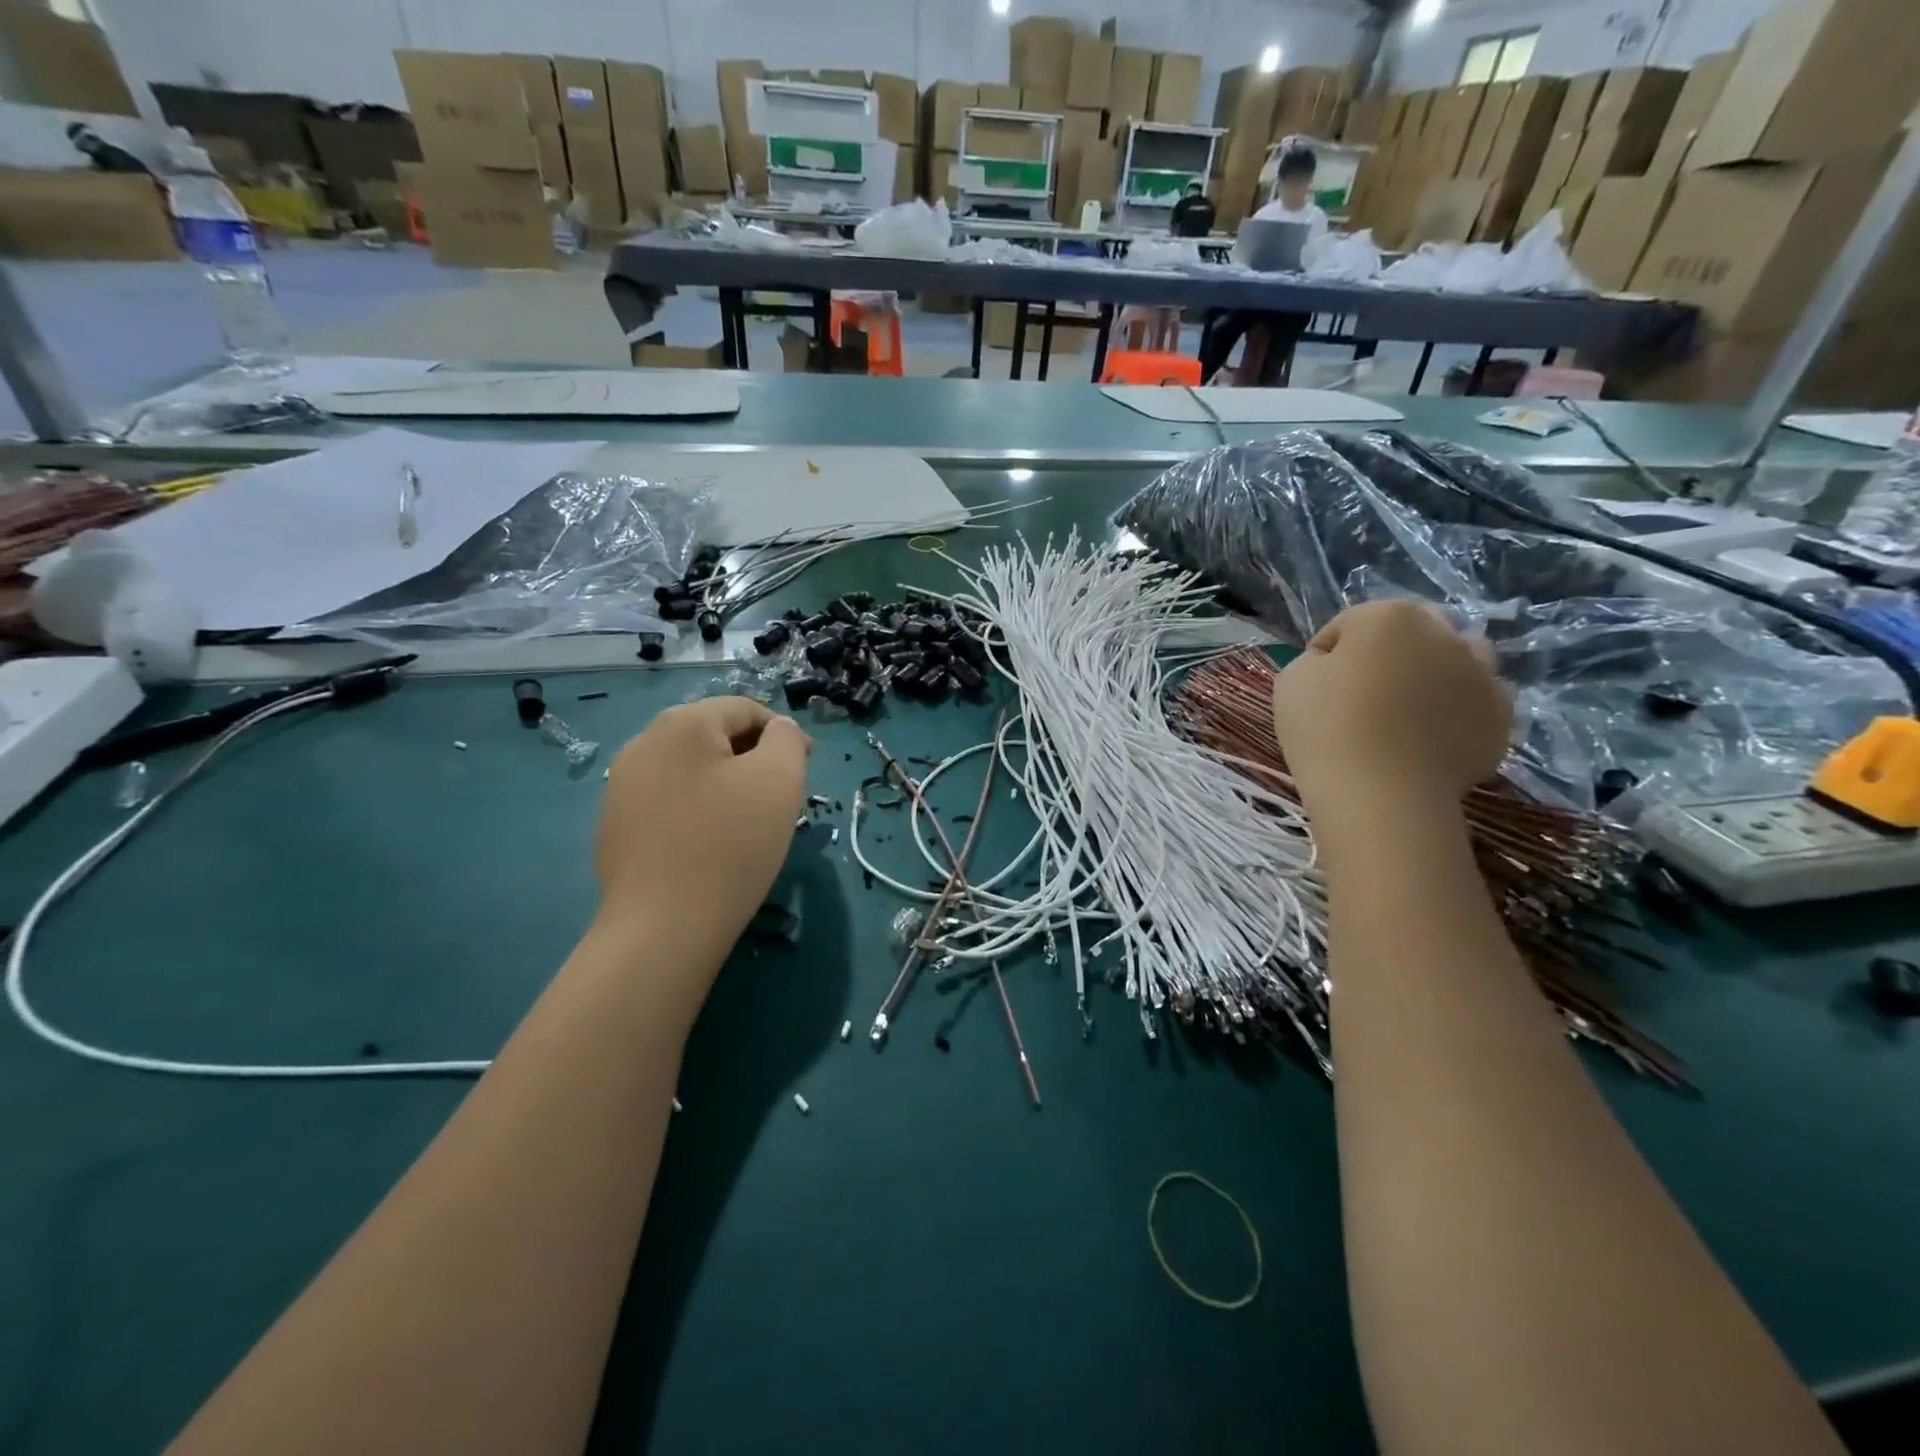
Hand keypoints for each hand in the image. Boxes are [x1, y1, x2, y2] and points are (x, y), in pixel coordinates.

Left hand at [593, 697, 809, 982]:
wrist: (663, 928)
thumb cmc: (731, 844)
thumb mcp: (779, 779)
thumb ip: (788, 739)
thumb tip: (779, 732)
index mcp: (681, 723)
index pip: (745, 709)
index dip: (784, 734)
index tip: (806, 771)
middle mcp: (643, 744)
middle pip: (715, 737)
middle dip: (754, 761)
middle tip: (781, 801)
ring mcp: (621, 788)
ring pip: (693, 771)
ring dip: (727, 787)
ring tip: (749, 827)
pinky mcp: (615, 827)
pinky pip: (670, 803)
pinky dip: (699, 813)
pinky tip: (712, 848)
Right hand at [1272, 601, 1510, 812]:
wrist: (1381, 794)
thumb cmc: (1326, 729)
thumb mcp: (1291, 680)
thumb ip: (1315, 659)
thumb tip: (1336, 666)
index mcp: (1388, 617)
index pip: (1349, 624)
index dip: (1326, 653)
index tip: (1314, 685)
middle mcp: (1443, 633)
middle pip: (1411, 631)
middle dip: (1388, 652)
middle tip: (1363, 692)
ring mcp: (1481, 674)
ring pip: (1457, 659)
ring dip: (1434, 672)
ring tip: (1407, 710)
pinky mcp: (1501, 716)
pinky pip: (1477, 701)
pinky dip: (1457, 710)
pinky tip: (1430, 737)